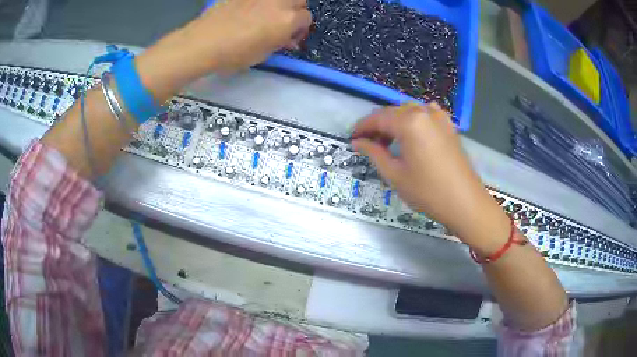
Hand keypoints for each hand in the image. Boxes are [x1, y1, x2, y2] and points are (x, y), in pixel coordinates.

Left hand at [192, 0, 311, 72]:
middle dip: (295, 10)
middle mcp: (279, 3)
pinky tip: (248, 11)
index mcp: (287, 20)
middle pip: (299, 0)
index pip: (306, 19)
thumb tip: (288, 39)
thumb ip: (279, 43)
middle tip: (282, 22)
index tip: (289, 37)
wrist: (204, 42)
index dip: (299, 29)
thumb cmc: (235, 54)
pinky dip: (259, 3)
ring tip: (267, 14)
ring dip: (280, 4)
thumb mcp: (263, 54)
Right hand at [352, 103, 508, 249]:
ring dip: (395, 123)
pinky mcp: (449, 125)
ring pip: (408, 112)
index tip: (352, 139)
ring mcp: (439, 116)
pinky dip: (412, 122)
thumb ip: (374, 153)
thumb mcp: (395, 174)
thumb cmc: (428, 191)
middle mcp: (424, 111)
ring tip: (388, 143)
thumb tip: (357, 142)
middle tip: (369, 145)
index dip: (362, 127)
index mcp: (409, 121)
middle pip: (393, 112)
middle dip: (378, 126)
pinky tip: (411, 136)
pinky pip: (425, 115)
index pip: (377, 118)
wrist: (465, 202)